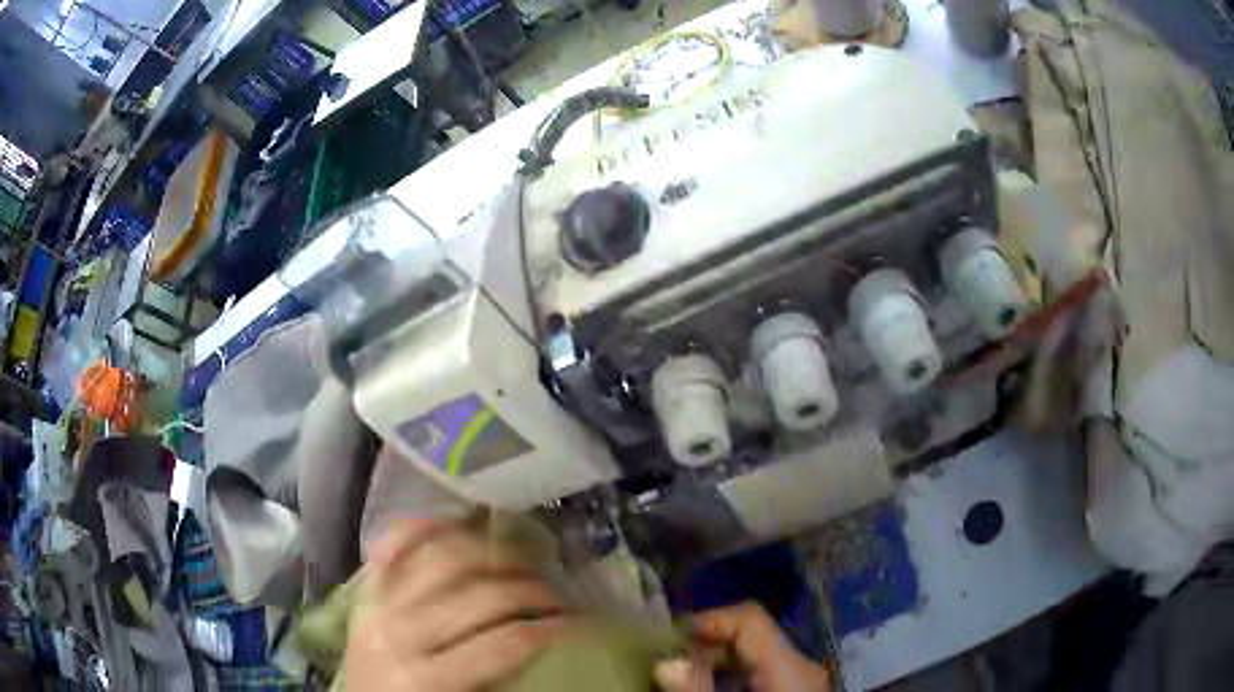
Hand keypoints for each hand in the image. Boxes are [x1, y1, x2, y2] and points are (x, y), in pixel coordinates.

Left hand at [342, 519, 570, 691]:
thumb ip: (499, 678)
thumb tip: (543, 644)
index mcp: (427, 679)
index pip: (503, 644)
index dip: (549, 629)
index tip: (581, 623)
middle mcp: (400, 633)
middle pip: (478, 596)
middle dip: (529, 590)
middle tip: (558, 594)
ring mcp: (378, 604)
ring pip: (441, 558)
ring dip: (490, 553)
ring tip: (520, 559)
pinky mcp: (366, 589)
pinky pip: (393, 544)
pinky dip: (424, 526)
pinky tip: (456, 521)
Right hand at [656, 602, 831, 691]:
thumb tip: (667, 662)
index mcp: (790, 667)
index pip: (750, 619)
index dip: (708, 621)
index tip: (670, 641)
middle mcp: (801, 666)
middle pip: (751, 636)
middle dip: (707, 645)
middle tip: (669, 664)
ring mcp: (803, 680)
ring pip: (756, 655)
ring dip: (718, 662)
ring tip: (685, 680)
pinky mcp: (798, 691)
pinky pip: (764, 672)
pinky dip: (735, 676)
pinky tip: (713, 691)